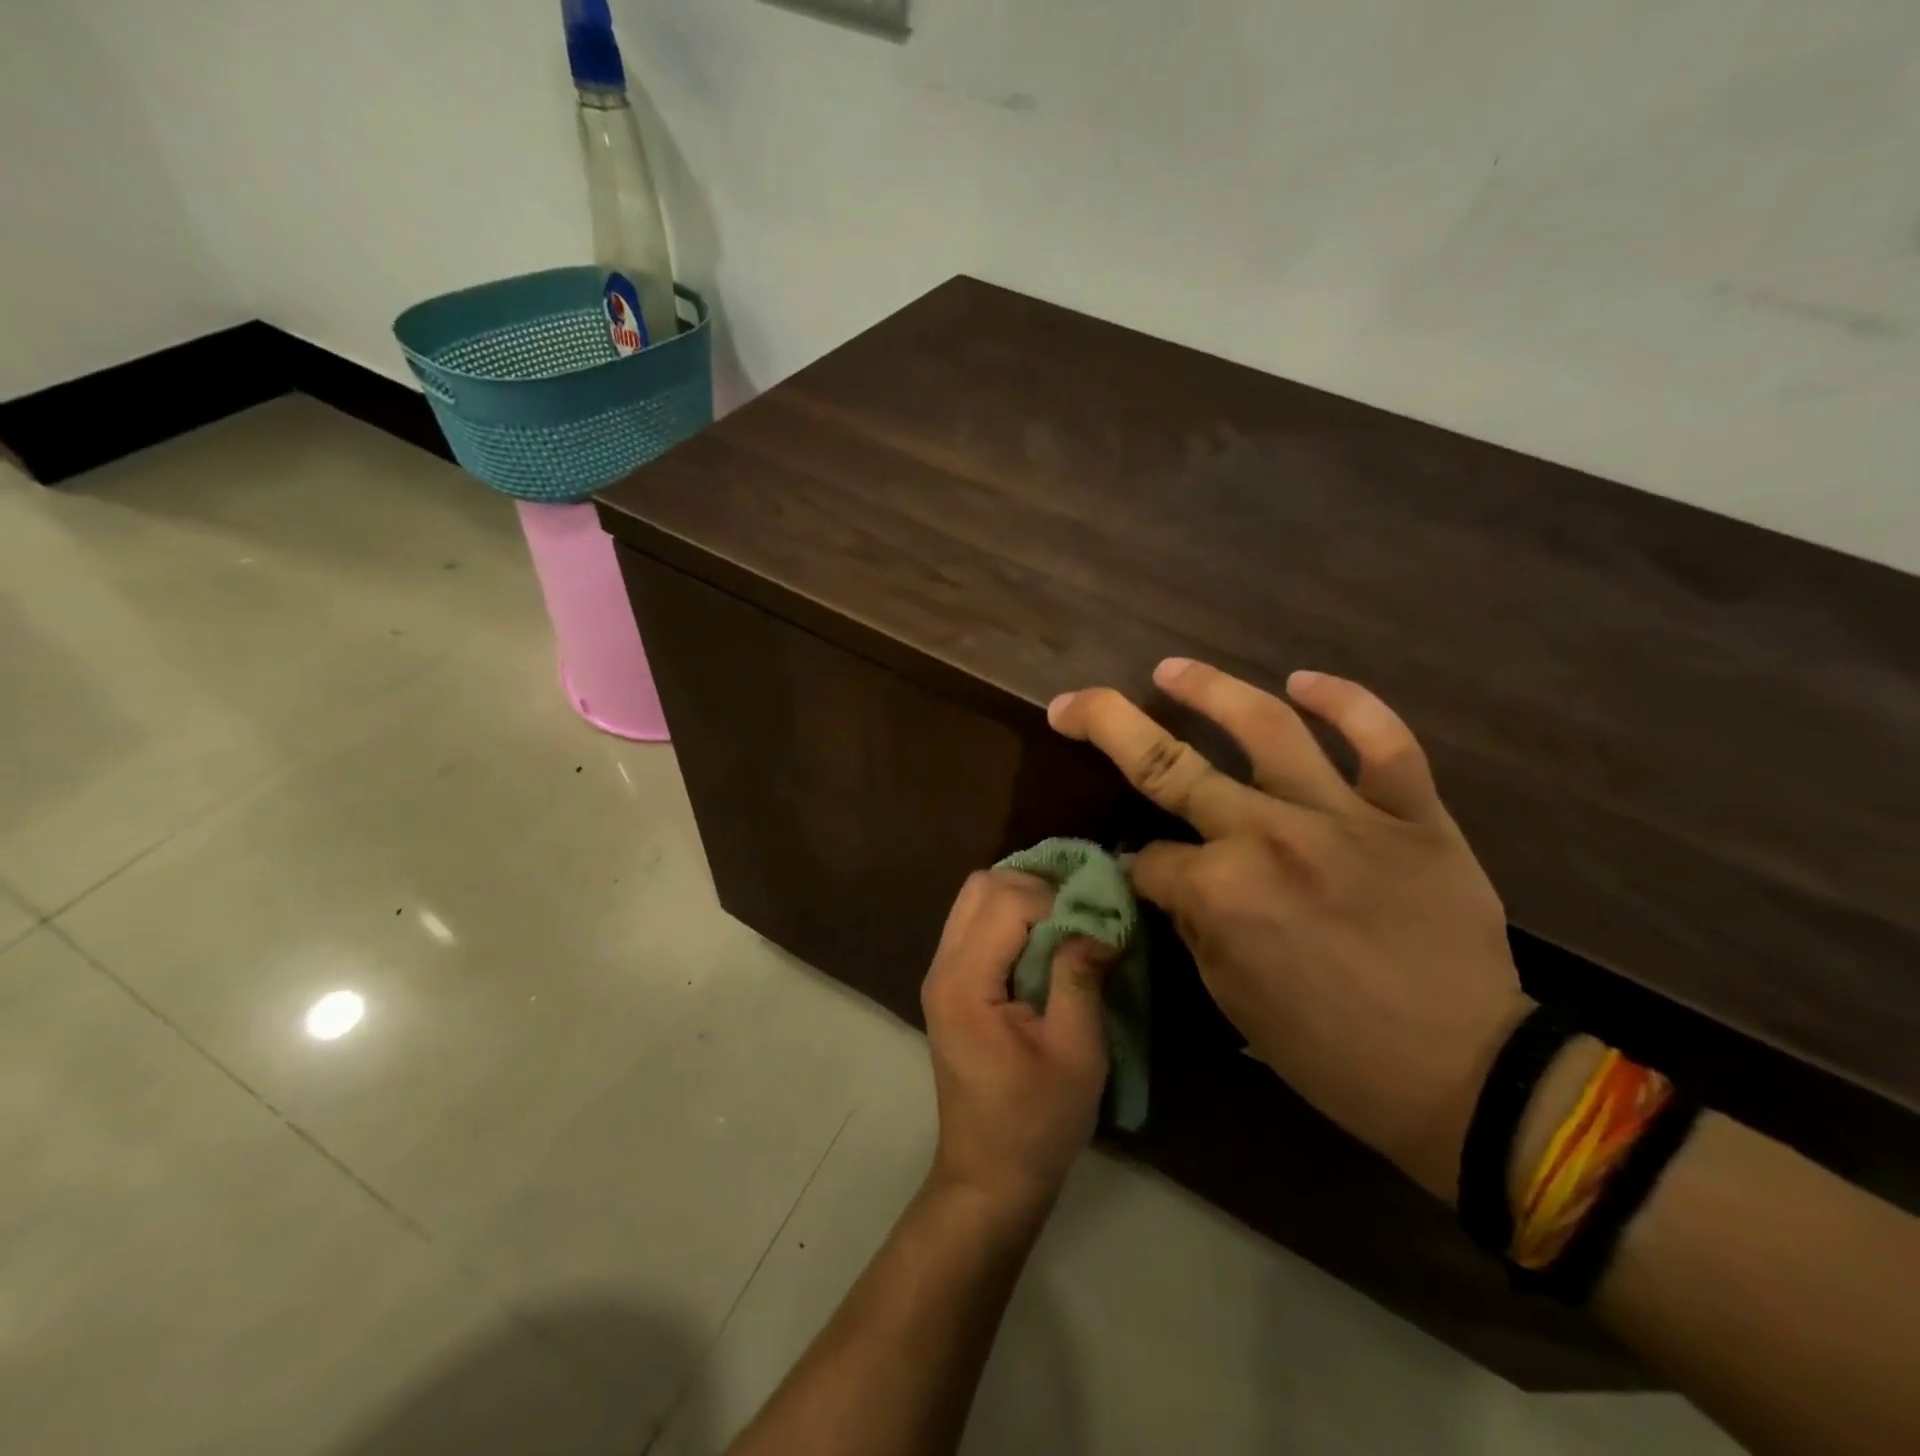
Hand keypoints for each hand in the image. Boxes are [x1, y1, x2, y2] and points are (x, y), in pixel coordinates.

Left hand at [921, 870, 1113, 1221]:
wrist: (989, 1176)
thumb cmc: (1037, 1123)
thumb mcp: (1076, 1053)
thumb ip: (1080, 978)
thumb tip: (1098, 921)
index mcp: (965, 983)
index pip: (1007, 901)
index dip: (1057, 902)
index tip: (1095, 927)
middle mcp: (942, 966)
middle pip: (981, 885)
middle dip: (1036, 887)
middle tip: (1080, 917)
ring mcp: (939, 973)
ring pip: (974, 898)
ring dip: (1021, 898)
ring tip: (1066, 926)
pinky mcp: (949, 983)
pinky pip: (974, 923)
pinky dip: (1009, 917)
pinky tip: (1043, 943)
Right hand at [1048, 659, 1527, 1201]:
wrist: (1465, 1077)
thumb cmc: (1331, 1052)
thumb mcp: (1230, 998)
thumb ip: (1192, 921)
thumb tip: (1169, 874)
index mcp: (1221, 892)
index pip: (1149, 857)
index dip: (1136, 868)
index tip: (1144, 879)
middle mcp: (1270, 836)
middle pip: (1168, 765)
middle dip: (1107, 725)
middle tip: (1074, 702)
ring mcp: (1345, 816)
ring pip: (1268, 727)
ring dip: (1209, 690)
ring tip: (1171, 669)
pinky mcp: (1414, 813)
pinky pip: (1384, 741)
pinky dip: (1347, 703)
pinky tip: (1305, 680)